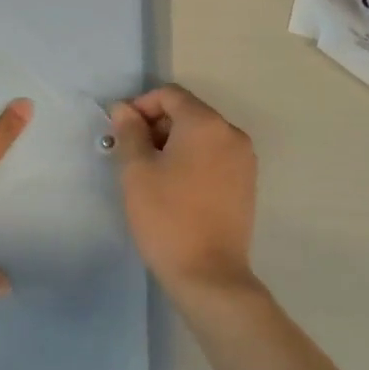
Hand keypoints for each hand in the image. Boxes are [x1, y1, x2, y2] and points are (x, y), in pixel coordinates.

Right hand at [108, 85, 257, 295]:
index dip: (141, 106)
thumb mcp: (137, 171)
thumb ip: (129, 132)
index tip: (121, 132)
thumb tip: (123, 109)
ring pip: (201, 135)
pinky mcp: (246, 183)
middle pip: (188, 112)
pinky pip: (214, 156)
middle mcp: (231, 133)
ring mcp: (244, 159)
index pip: (170, 95)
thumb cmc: (167, 216)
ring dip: (173, 143)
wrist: (208, 274)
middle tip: (131, 155)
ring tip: (150, 173)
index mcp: (206, 124)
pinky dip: (192, 160)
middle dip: (156, 125)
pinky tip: (175, 187)